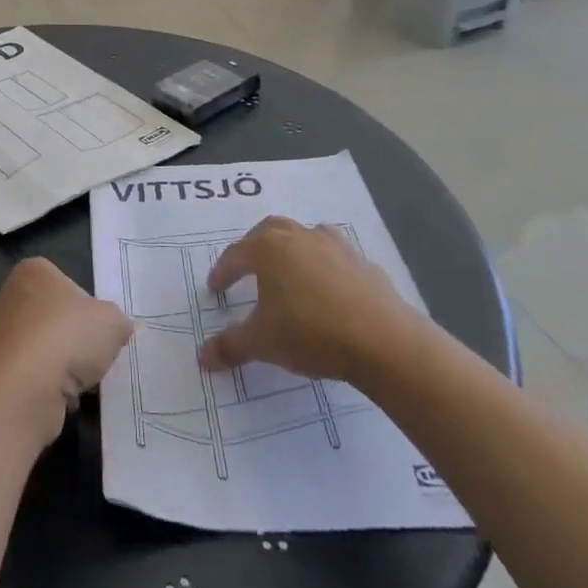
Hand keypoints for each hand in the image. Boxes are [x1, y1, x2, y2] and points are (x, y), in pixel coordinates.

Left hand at [0, 258, 130, 445]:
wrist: (23, 389)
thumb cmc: (68, 337)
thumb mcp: (113, 323)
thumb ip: (118, 321)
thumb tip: (118, 328)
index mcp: (33, 271)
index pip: (68, 284)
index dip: (89, 309)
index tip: (99, 330)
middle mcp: (8, 295)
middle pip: (54, 318)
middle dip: (73, 340)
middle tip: (93, 358)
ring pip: (42, 349)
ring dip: (61, 367)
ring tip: (78, 382)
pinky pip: (29, 375)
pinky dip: (45, 387)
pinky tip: (58, 399)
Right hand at [198, 217, 426, 385]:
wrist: (384, 341)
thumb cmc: (311, 333)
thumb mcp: (262, 343)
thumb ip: (230, 346)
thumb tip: (202, 357)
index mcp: (269, 249)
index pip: (236, 255)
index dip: (222, 272)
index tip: (215, 288)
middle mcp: (300, 237)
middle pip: (269, 231)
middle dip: (253, 247)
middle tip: (247, 268)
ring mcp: (336, 246)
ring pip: (305, 235)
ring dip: (292, 248)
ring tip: (289, 271)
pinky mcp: (364, 263)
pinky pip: (335, 257)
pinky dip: (324, 267)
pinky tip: (327, 291)